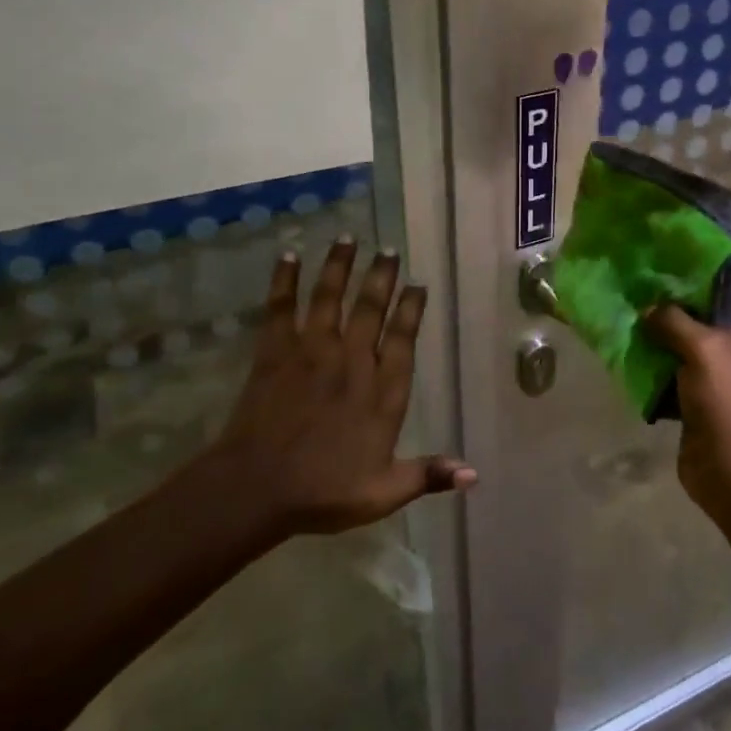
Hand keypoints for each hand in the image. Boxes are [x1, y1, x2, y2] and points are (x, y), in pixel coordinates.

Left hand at [211, 237, 475, 534]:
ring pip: (330, 297)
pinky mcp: (275, 352)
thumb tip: (474, 472)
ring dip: (339, 265)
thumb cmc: (323, 492)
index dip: (411, 309)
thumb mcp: (382, 492)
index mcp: (381, 392)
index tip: (417, 284)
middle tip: (388, 250)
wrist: (256, 489)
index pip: (403, 339)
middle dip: (381, 276)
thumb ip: (427, 475)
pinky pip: (281, 307)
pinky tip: (288, 255)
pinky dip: (285, 280)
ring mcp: (311, 352)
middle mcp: (351, 361)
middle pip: (370, 309)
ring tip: (348, 237)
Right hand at [648, 284, 730, 516]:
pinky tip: (636, 342)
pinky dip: (665, 358)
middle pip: (719, 308)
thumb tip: (648, 309)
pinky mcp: (713, 394)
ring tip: (636, 307)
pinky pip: (686, 365)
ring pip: (698, 338)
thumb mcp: (702, 347)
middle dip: (683, 298)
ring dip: (669, 329)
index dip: (716, 266)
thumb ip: (672, 319)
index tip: (677, 253)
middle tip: (648, 279)